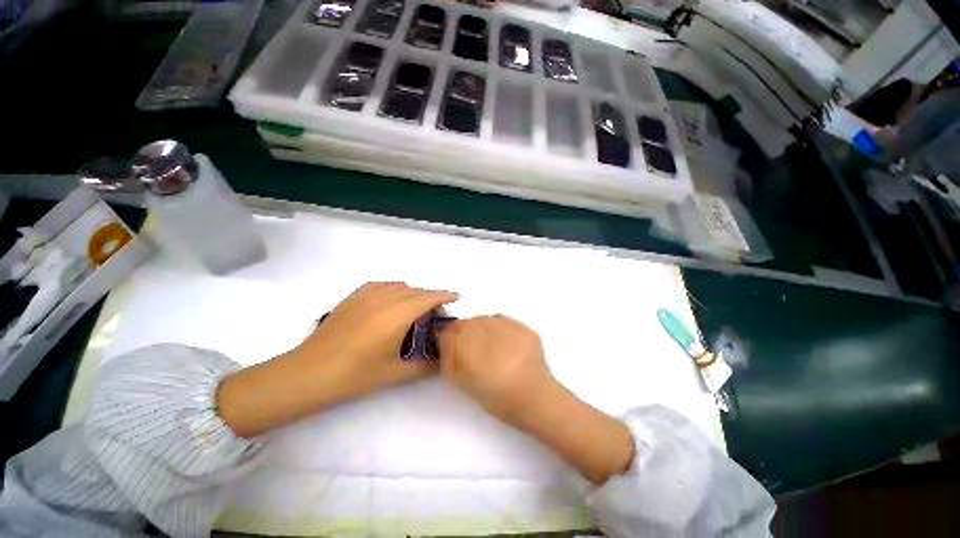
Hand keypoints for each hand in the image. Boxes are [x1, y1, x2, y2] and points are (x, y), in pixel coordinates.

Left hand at [297, 282, 458, 393]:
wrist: (309, 373)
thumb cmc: (355, 375)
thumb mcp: (395, 374)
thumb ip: (424, 366)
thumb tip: (443, 362)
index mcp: (398, 314)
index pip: (429, 297)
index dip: (445, 295)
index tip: (457, 297)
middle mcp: (385, 298)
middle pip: (416, 290)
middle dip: (431, 297)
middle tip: (436, 313)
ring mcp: (367, 295)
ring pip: (399, 286)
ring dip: (413, 293)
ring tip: (415, 308)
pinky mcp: (353, 298)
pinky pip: (381, 285)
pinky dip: (394, 289)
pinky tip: (391, 300)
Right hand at [440, 315, 634, 484]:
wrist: (536, 399)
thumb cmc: (498, 398)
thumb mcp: (465, 383)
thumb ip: (450, 359)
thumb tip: (446, 339)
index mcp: (475, 354)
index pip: (451, 331)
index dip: (448, 336)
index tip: (450, 342)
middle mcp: (492, 336)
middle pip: (467, 322)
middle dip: (464, 331)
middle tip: (469, 345)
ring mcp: (511, 329)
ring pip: (484, 318)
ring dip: (480, 327)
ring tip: (488, 343)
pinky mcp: (525, 328)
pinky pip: (502, 319)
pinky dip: (496, 326)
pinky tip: (501, 340)